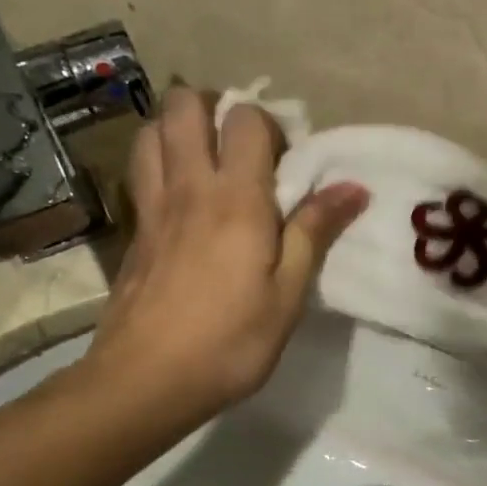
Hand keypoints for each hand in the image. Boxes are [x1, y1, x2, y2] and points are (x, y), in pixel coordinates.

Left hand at [73, 88, 366, 428]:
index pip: (245, 119)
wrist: (146, 380)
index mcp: (236, 198)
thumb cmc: (230, 341)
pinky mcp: (133, 230)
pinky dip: (159, 162)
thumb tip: (353, 187)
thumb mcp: (288, 294)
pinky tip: (180, 198)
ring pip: (152, 130)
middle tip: (242, 149)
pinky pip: (141, 171)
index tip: (287, 163)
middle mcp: (189, 187)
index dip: (269, 126)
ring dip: (179, 130)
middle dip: (214, 108)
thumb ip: (315, 232)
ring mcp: (152, 206)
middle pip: (184, 105)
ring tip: (207, 163)